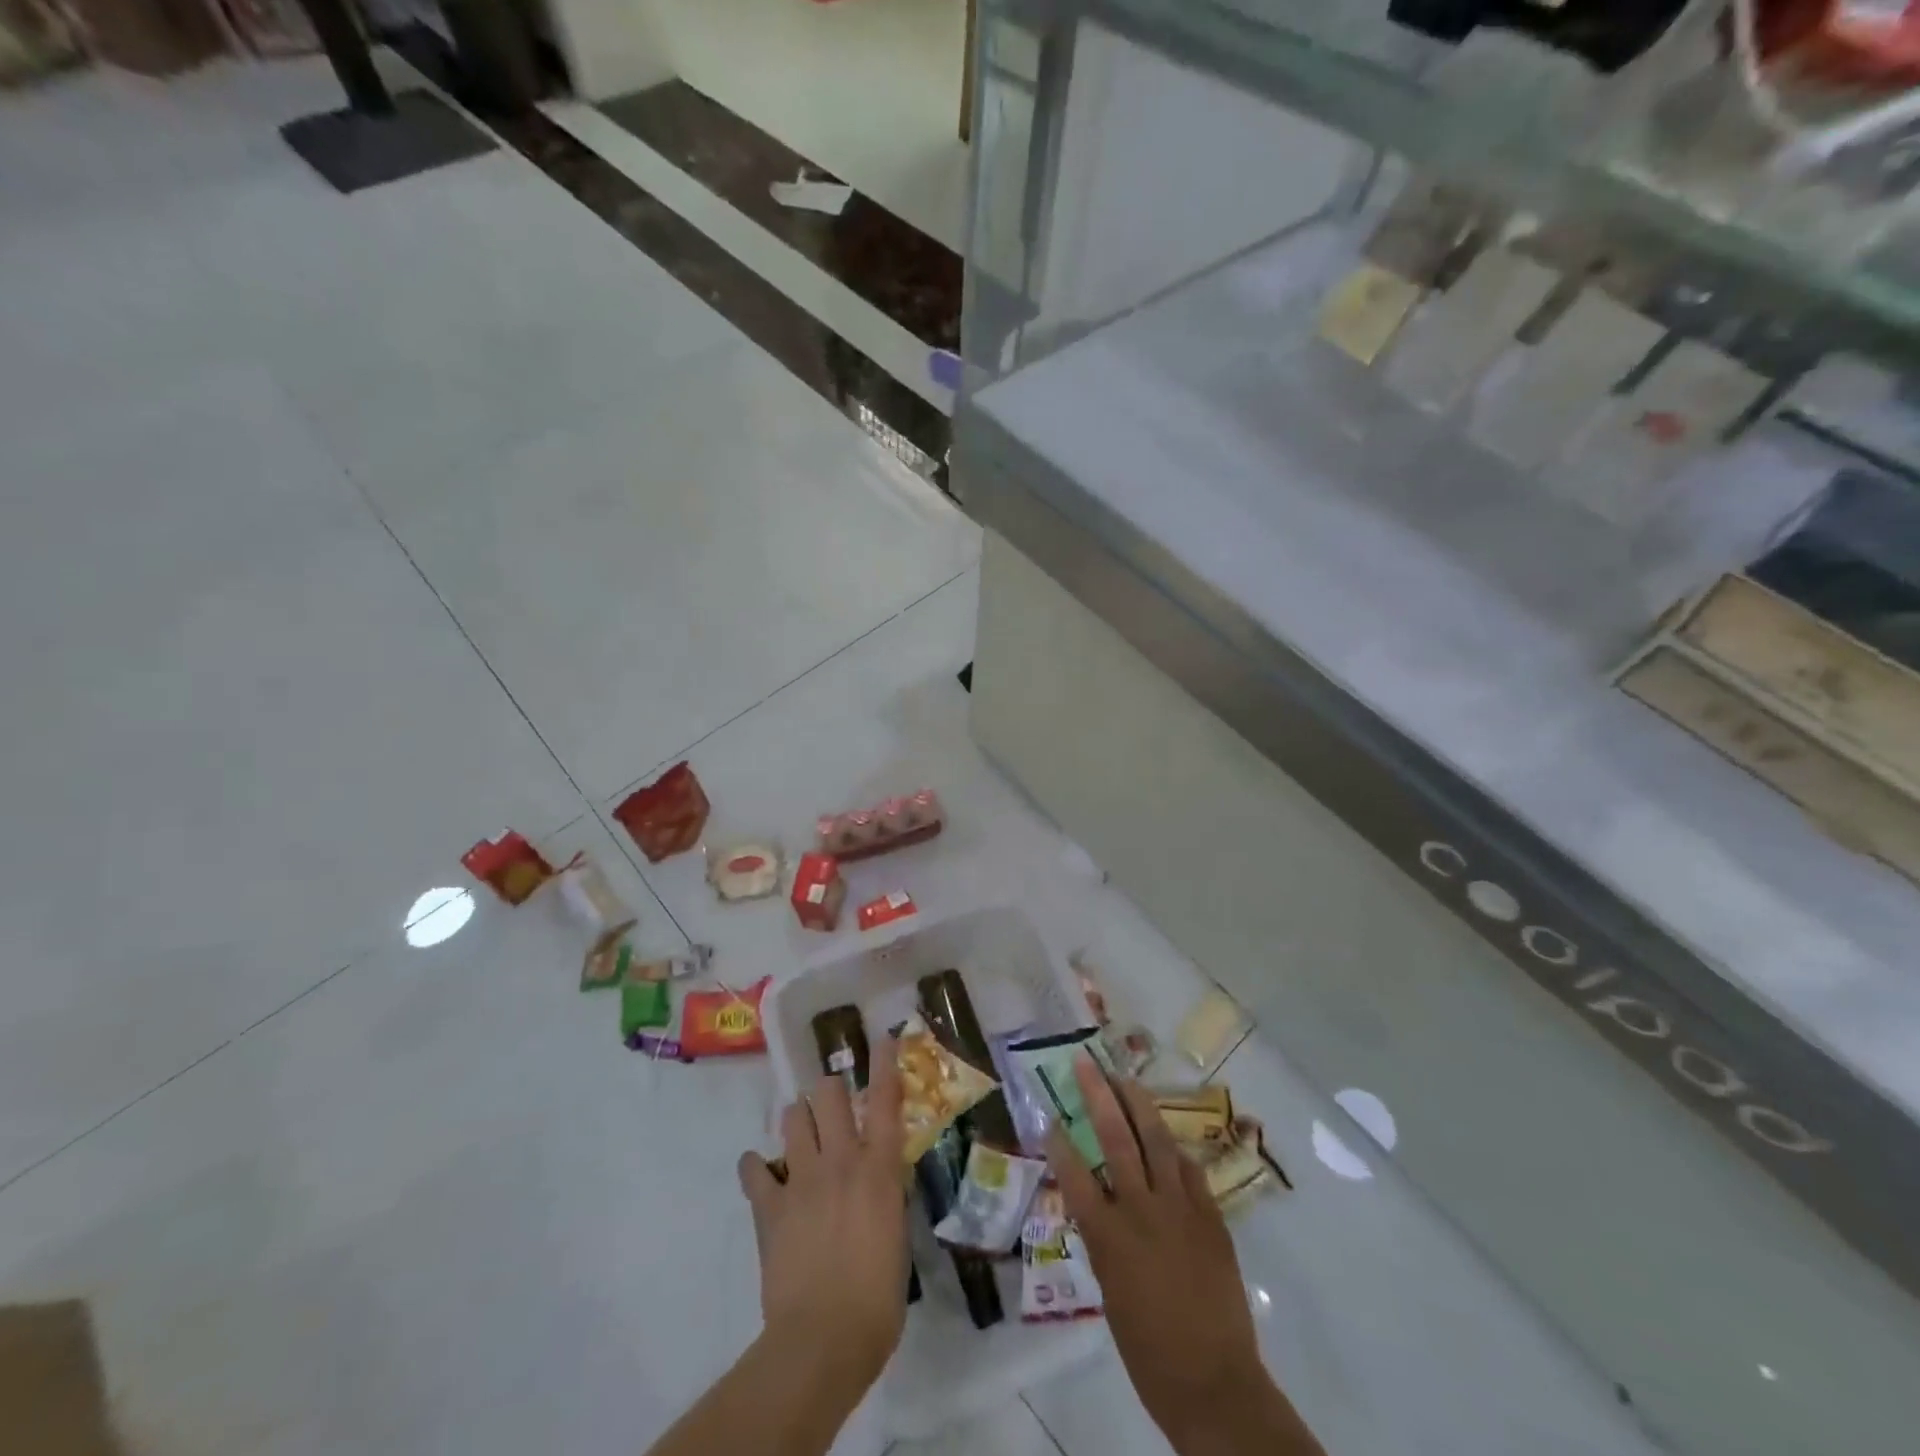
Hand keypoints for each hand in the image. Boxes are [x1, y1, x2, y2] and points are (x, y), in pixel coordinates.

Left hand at [738, 1035, 908, 1392]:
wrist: (823, 1339)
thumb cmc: (877, 1298)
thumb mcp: (898, 1237)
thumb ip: (888, 1196)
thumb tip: (883, 1177)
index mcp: (878, 1168)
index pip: (885, 1100)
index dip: (883, 1063)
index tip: (882, 1037)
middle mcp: (840, 1160)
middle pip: (829, 1094)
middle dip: (831, 1091)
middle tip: (834, 1106)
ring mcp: (801, 1179)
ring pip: (793, 1117)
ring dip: (799, 1120)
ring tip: (802, 1136)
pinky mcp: (769, 1205)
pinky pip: (753, 1169)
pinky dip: (756, 1168)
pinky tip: (762, 1175)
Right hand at [1048, 1058, 1295, 1452]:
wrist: (1215, 1384)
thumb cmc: (1149, 1351)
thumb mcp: (1110, 1293)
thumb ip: (1103, 1241)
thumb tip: (1096, 1205)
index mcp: (1110, 1237)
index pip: (1076, 1175)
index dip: (1059, 1143)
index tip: (1049, 1115)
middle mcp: (1142, 1211)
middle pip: (1117, 1140)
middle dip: (1099, 1096)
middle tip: (1087, 1063)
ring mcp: (1181, 1209)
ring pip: (1157, 1141)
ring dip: (1139, 1104)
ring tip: (1125, 1077)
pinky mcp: (1211, 1216)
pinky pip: (1189, 1170)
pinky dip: (1174, 1150)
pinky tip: (1166, 1137)